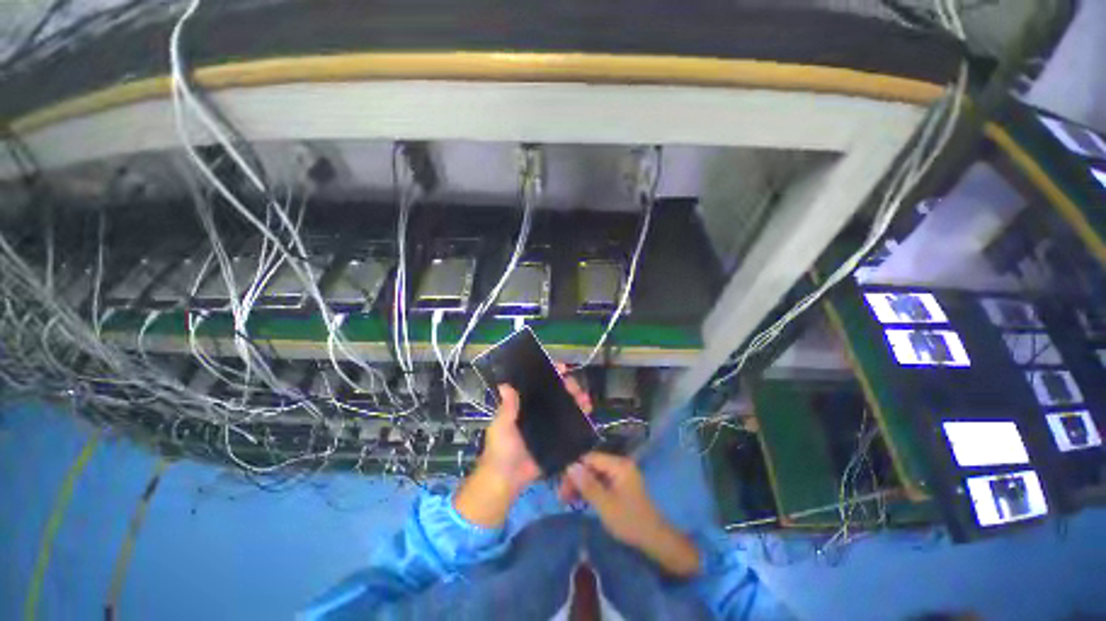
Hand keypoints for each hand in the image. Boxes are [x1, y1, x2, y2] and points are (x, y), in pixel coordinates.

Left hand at [454, 365, 592, 527]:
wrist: (507, 480)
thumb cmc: (501, 450)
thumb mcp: (502, 426)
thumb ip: (507, 407)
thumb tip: (505, 384)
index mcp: (525, 404)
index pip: (539, 384)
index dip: (551, 374)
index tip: (561, 368)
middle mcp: (539, 411)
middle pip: (557, 393)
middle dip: (569, 386)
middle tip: (574, 386)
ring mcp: (550, 424)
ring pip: (567, 406)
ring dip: (578, 399)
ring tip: (585, 399)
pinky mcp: (559, 438)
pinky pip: (572, 425)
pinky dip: (581, 417)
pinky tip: (588, 413)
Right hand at [560, 452, 700, 577]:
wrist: (655, 539)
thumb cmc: (629, 521)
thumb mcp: (605, 505)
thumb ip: (587, 484)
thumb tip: (570, 466)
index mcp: (618, 465)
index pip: (589, 458)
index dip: (574, 470)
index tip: (561, 486)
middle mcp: (620, 464)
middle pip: (591, 465)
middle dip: (576, 479)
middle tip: (562, 497)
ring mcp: (621, 474)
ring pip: (595, 474)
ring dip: (581, 485)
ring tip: (567, 500)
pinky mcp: (621, 484)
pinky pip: (601, 481)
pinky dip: (590, 489)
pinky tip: (580, 500)